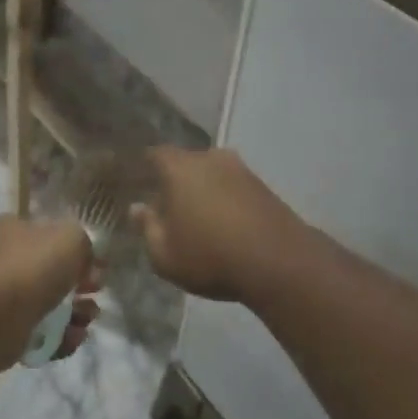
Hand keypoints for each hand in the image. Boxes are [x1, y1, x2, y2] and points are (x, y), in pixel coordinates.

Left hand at [0, 215, 100, 366]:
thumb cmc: (33, 267)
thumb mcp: (72, 238)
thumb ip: (84, 241)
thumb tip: (84, 256)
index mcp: (11, 229)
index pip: (47, 232)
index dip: (76, 247)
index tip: (98, 263)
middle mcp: (3, 260)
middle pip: (51, 271)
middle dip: (80, 284)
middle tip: (96, 290)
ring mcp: (2, 298)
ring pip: (49, 305)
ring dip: (76, 312)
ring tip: (87, 319)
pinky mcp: (5, 331)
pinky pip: (41, 332)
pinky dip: (61, 336)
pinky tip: (74, 336)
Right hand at [132, 147, 303, 301]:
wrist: (280, 262)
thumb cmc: (210, 257)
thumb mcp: (164, 255)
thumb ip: (148, 228)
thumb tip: (138, 208)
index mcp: (180, 168)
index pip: (154, 155)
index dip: (144, 168)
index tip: (137, 184)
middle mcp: (211, 159)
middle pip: (185, 164)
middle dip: (174, 182)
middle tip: (166, 207)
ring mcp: (242, 170)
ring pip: (211, 175)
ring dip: (202, 192)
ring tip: (196, 220)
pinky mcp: (264, 187)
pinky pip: (233, 188)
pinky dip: (224, 201)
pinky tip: (223, 225)